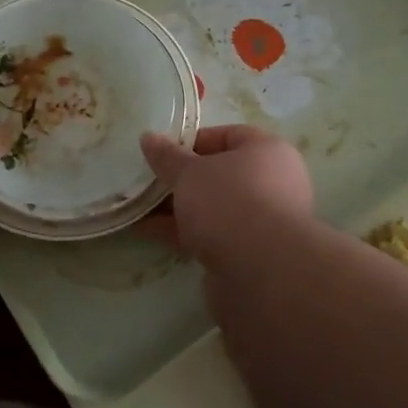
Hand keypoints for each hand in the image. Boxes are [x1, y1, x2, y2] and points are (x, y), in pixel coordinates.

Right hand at [137, 124, 313, 258]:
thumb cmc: (229, 201)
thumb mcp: (190, 172)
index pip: (229, 136)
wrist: (261, 272)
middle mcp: (271, 184)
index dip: (194, 141)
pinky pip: (209, 235)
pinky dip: (180, 232)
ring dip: (176, 207)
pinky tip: (145, 230)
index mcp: (267, 152)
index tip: (163, 152)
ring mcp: (260, 222)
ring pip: (211, 208)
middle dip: (180, 179)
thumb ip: (167, 157)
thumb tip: (148, 137)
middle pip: (218, 175)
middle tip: (146, 180)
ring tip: (136, 206)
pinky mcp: (247, 254)